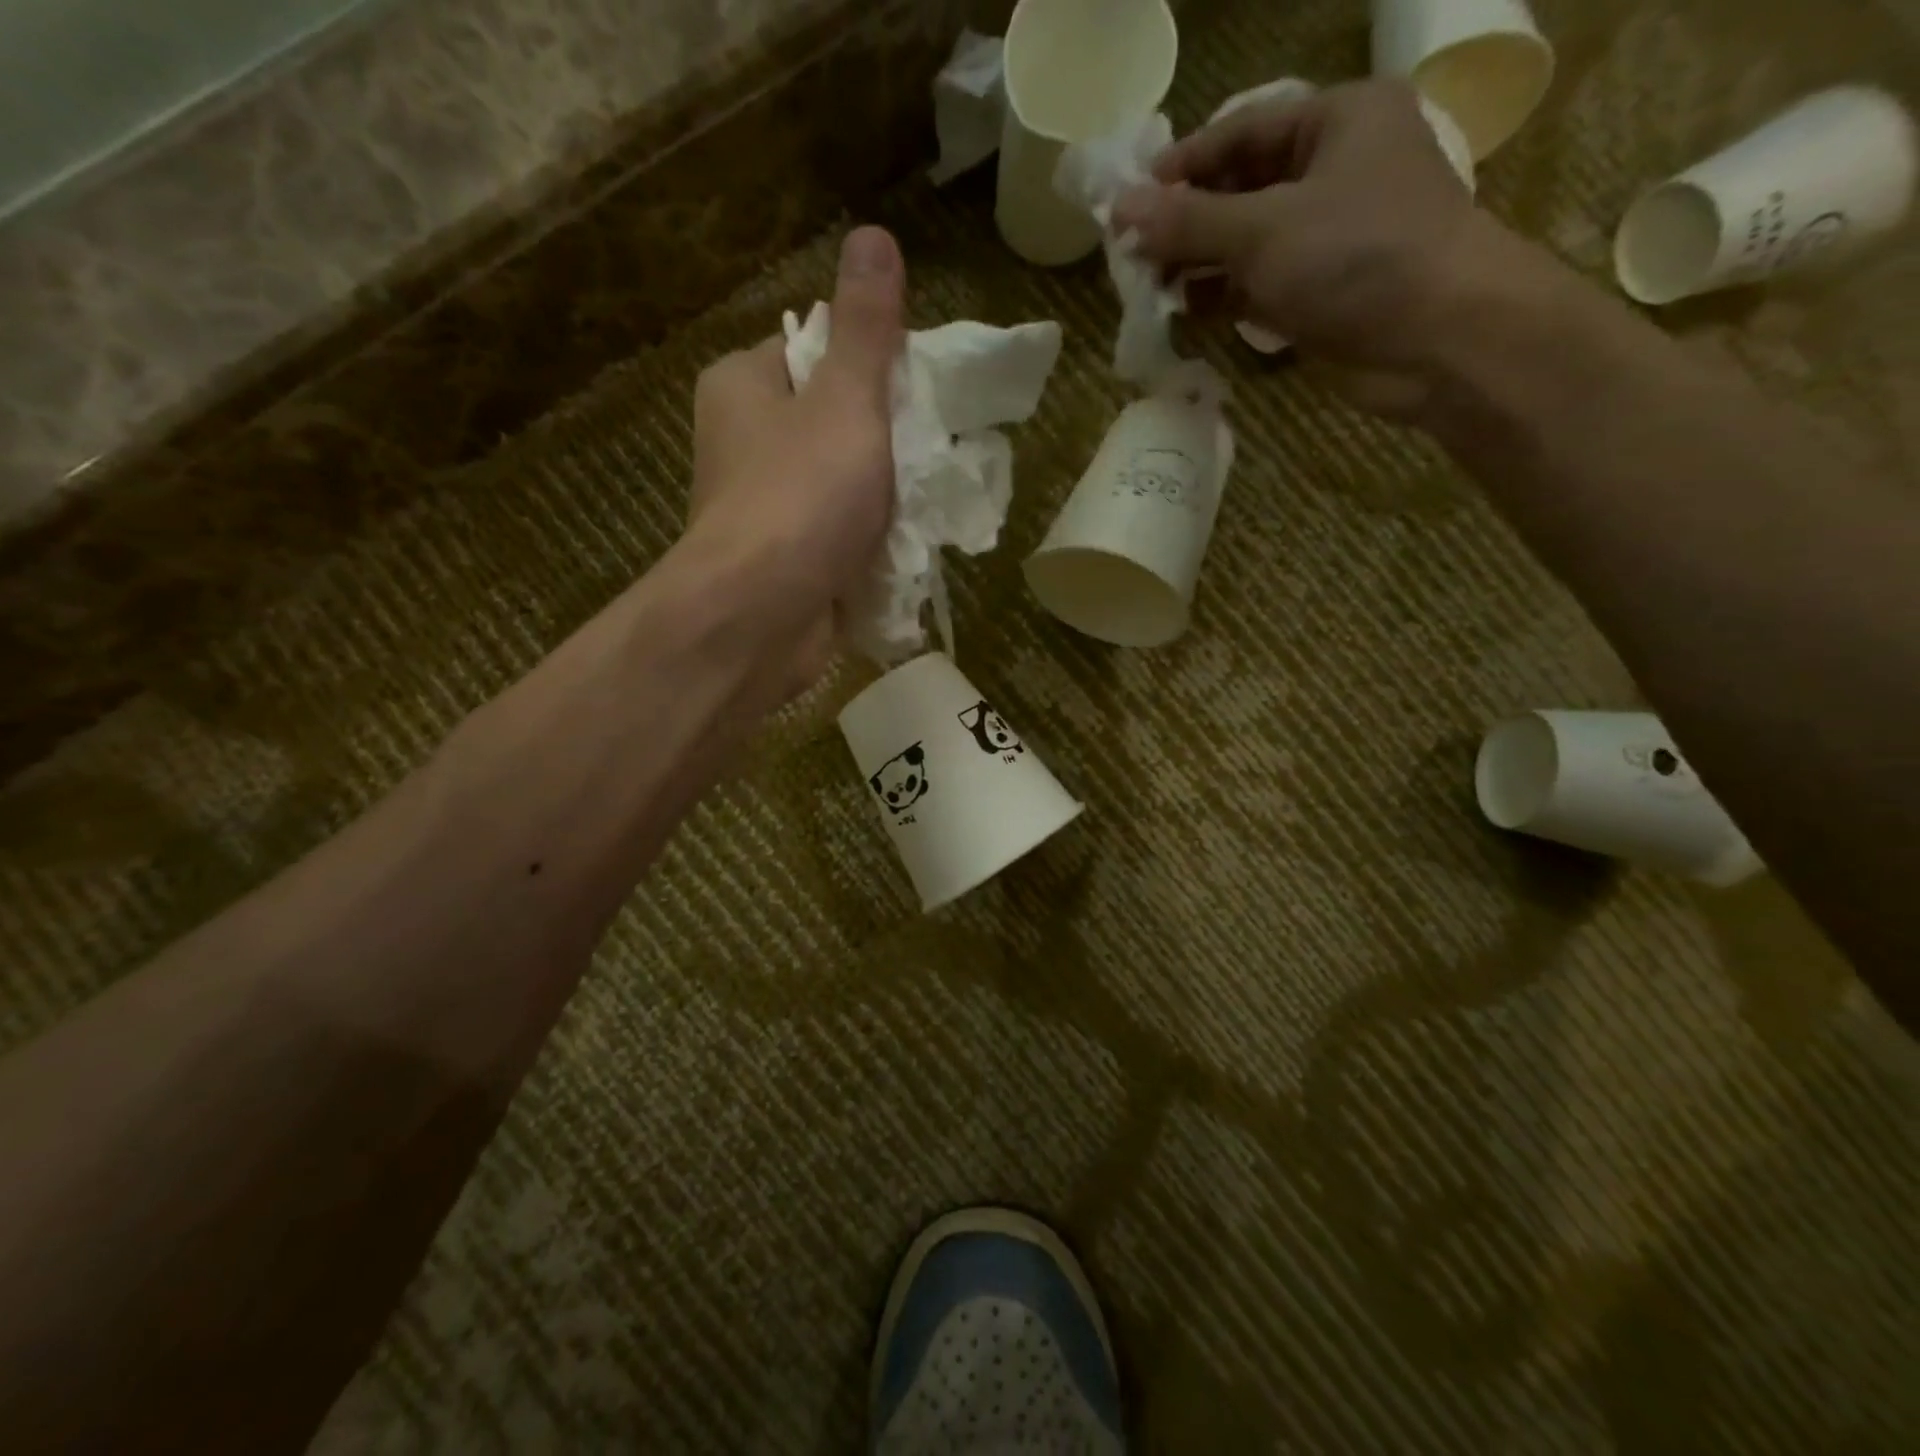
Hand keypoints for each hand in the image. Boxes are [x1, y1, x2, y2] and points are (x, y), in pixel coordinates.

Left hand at [686, 226, 904, 691]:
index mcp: (744, 386)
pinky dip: (871, 541)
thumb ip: (866, 328)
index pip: (815, 351)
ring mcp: (765, 508)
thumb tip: (874, 236)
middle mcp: (745, 443)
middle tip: (930, 454)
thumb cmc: (801, 496)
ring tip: (924, 504)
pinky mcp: (786, 562)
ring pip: (843, 484)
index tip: (915, 394)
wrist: (762, 618)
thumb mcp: (846, 400)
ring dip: (886, 496)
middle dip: (887, 440)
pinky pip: (840, 536)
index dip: (872, 366)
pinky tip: (904, 548)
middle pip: (834, 421)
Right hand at [1113, 80, 1495, 417]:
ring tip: (1152, 289)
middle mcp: (1334, 171)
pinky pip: (1260, 284)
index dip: (1183, 166)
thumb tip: (1119, 209)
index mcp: (1337, 121)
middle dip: (1187, 223)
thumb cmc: (1356, 258)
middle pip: (1241, 189)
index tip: (1130, 203)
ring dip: (1200, 264)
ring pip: (1247, 242)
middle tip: (1134, 255)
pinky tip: (1187, 312)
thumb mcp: (1262, 230)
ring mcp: (1328, 236)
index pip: (1242, 132)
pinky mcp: (1322, 291)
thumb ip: (1188, 221)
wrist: (1436, 339)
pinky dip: (1224, 297)